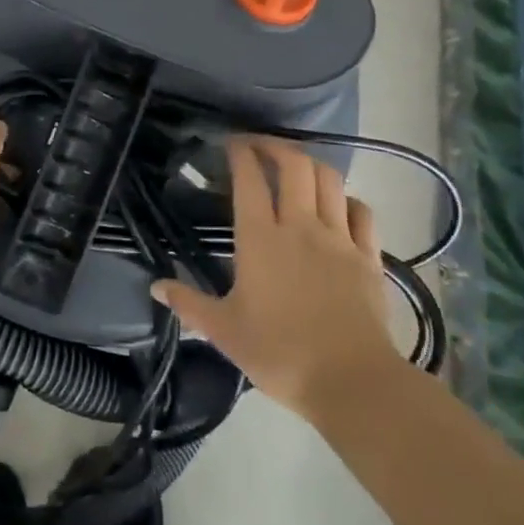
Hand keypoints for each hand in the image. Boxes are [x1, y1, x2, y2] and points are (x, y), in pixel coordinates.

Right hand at [152, 136, 402, 419]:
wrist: (352, 382)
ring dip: (310, 164)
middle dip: (275, 145)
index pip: (249, 179)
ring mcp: (339, 238)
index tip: (230, 142)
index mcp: (260, 238)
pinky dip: (347, 198)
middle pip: (294, 165)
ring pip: (330, 180)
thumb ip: (189, 304)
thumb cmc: (280, 353)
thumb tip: (155, 287)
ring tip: (296, 165)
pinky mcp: (369, 256)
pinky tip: (339, 204)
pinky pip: (362, 212)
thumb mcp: (224, 331)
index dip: (240, 153)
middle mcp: (300, 226)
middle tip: (259, 145)